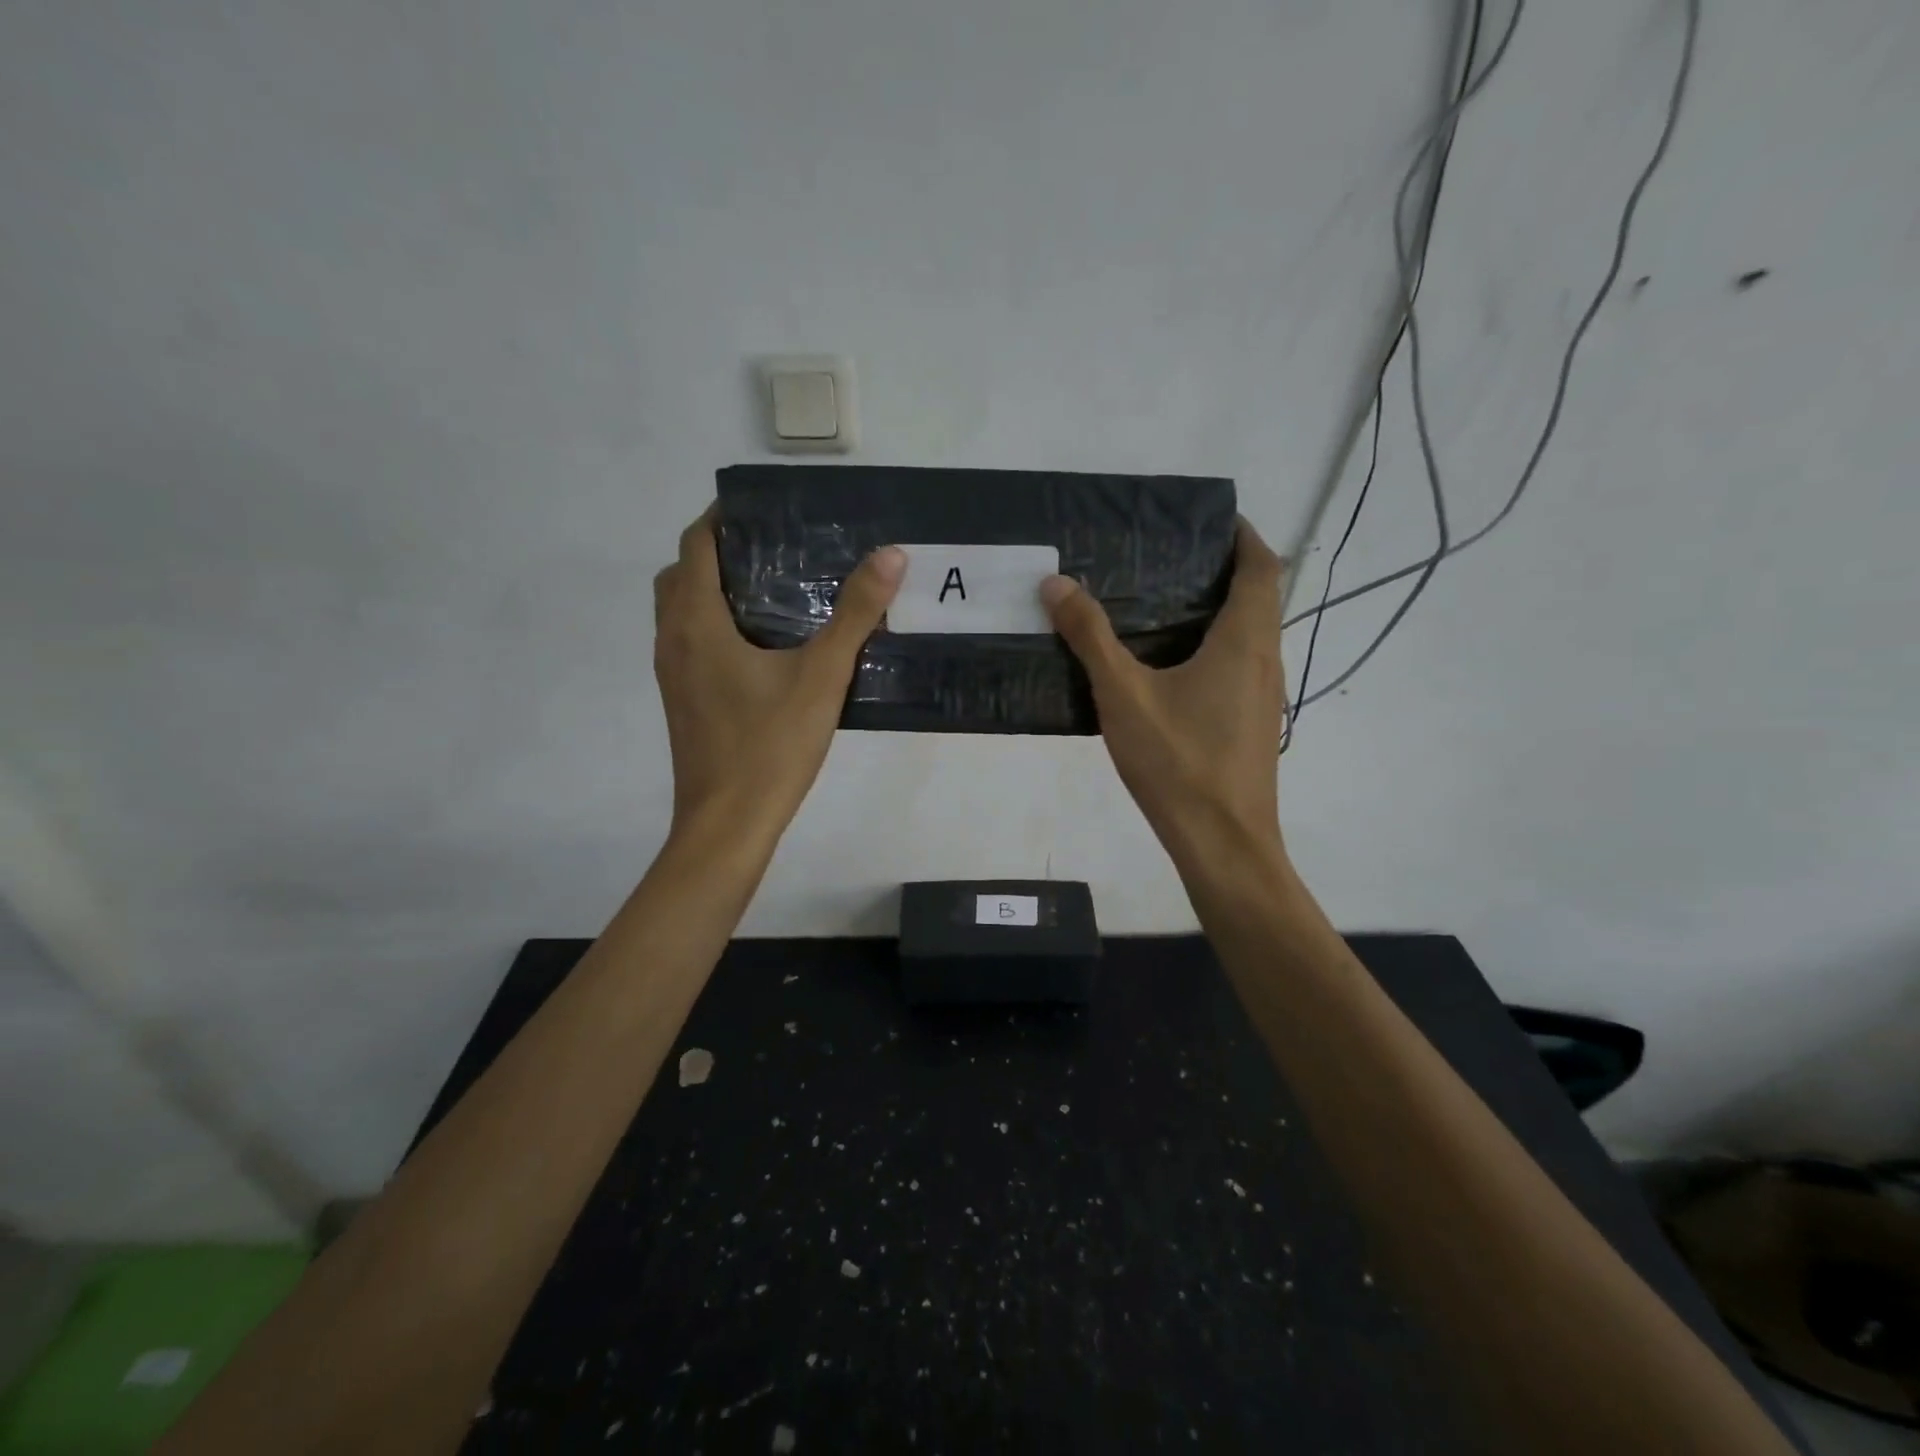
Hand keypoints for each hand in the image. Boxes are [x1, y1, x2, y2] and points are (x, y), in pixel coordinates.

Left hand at [654, 509, 904, 847]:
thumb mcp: (822, 675)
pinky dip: (715, 624)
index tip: (767, 511)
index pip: (696, 544)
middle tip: (775, 550)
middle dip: (720, 551)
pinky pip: (690, 642)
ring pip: (682, 610)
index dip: (724, 518)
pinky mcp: (683, 701)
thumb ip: (856, 614)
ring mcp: (672, 674)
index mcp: (696, 621)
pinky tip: (764, 646)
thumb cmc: (770, 746)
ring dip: (714, 589)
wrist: (728, 824)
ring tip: (773, 591)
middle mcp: (672, 639)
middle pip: (683, 573)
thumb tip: (890, 556)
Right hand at [1041, 519, 1289, 869]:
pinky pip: (1239, 666)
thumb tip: (1056, 583)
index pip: (1262, 566)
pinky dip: (1214, 647)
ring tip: (1160, 604)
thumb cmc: (1179, 762)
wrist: (1222, 843)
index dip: (1242, 536)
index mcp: (1246, 640)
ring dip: (1218, 611)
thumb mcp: (1124, 695)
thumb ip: (1090, 637)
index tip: (1207, 521)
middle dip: (1222, 570)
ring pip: (1250, 634)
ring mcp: (1264, 695)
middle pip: (1259, 597)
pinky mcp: (1253, 724)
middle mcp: (1266, 660)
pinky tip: (1168, 667)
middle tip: (1166, 559)